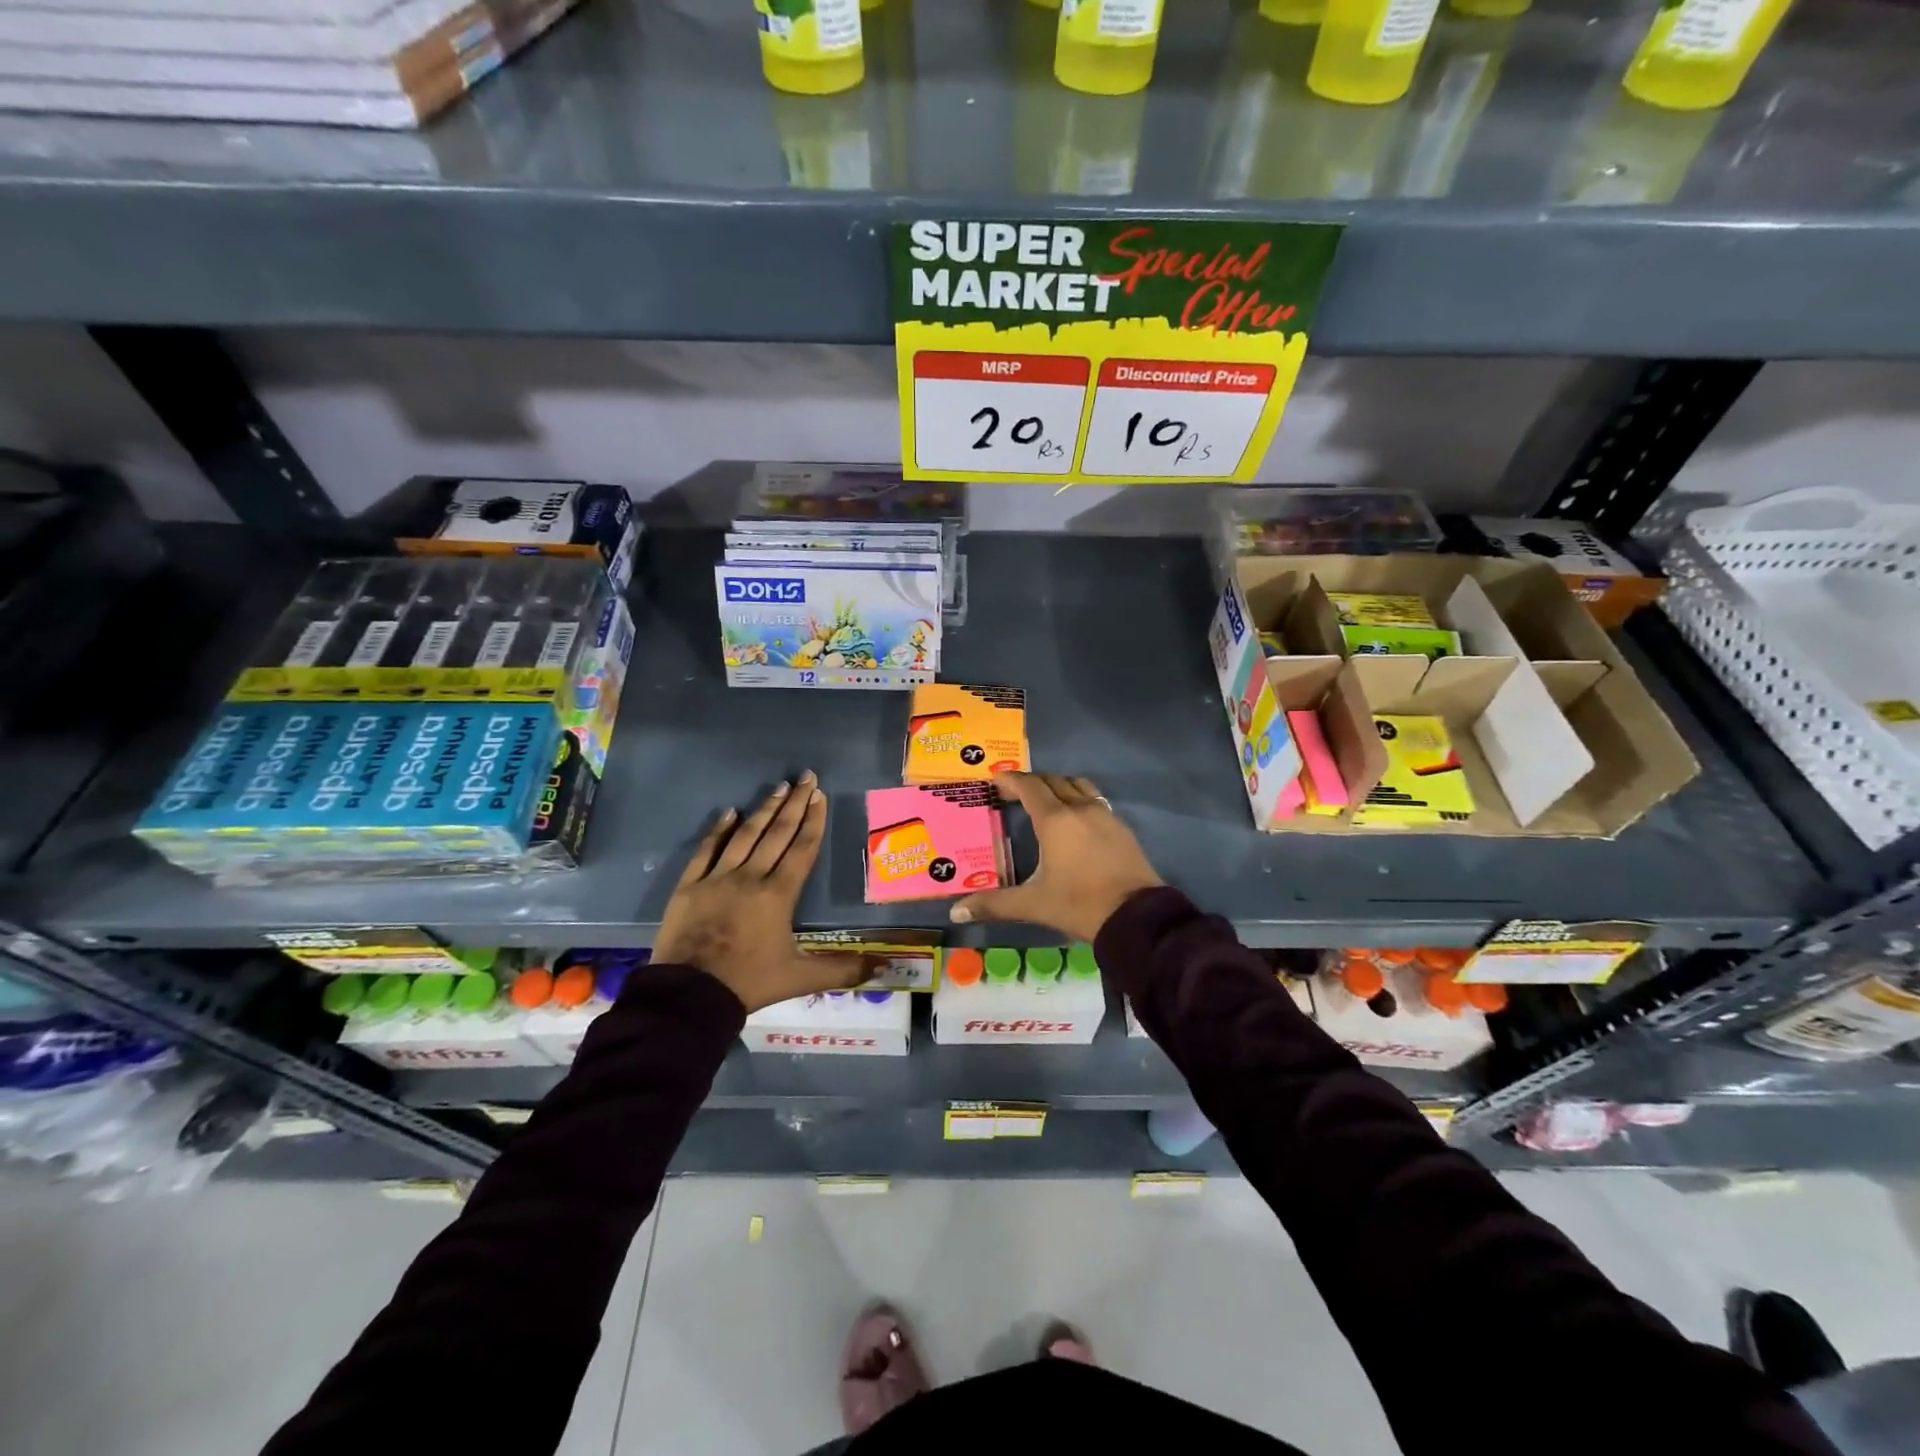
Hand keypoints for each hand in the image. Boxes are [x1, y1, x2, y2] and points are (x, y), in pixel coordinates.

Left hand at [655, 772, 862, 1012]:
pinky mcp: (690, 886)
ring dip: (764, 810)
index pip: (802, 849)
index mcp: (779, 895)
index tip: (820, 795)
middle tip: (805, 777)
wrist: (690, 996)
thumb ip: (843, 970)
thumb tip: (885, 967)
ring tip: (778, 787)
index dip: (814, 821)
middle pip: (777, 833)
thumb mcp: (801, 978)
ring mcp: (717, 878)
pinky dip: (718, 830)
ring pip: (745, 836)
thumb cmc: (749, 982)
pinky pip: (706, 850)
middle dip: (794, 804)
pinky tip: (729, 812)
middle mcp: (751, 877)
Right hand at [950, 772, 1163, 941]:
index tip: (995, 780)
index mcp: (1055, 820)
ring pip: (1078, 785)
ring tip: (1045, 801)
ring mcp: (1105, 815)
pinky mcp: (1122, 827)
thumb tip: (956, 912)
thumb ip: (994, 904)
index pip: (1029, 786)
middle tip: (1013, 793)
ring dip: (1058, 786)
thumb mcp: (1033, 904)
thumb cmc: (1079, 904)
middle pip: (1053, 781)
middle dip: (1031, 782)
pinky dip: (1079, 799)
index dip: (1010, 780)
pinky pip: (1096, 800)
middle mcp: (1080, 808)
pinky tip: (1075, 821)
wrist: (1136, 917)